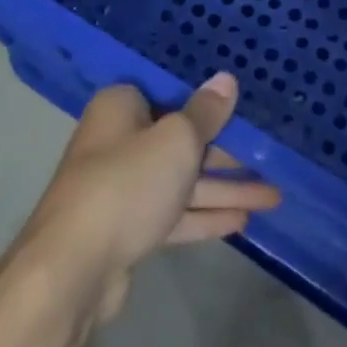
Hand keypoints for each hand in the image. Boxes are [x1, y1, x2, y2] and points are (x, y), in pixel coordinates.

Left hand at [11, 73, 279, 323]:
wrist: (73, 267)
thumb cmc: (128, 182)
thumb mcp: (177, 139)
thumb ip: (206, 113)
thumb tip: (227, 79)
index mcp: (121, 106)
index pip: (170, 94)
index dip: (207, 103)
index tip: (243, 110)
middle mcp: (118, 140)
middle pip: (179, 140)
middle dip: (225, 153)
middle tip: (268, 158)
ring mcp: (122, 188)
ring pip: (181, 181)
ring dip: (224, 189)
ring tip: (272, 196)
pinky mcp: (127, 230)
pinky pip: (173, 214)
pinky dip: (204, 216)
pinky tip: (242, 221)